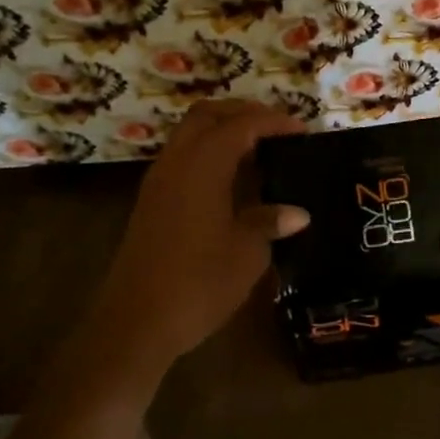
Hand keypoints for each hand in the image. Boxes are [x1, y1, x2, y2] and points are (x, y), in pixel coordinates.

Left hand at [92, 99, 309, 371]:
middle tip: (277, 130)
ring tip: (260, 153)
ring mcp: (158, 183)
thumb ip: (269, 222)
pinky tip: (234, 183)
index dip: (274, 122)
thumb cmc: (198, 284)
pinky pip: (183, 160)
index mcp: (202, 166)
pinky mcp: (152, 204)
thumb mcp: (247, 253)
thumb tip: (297, 213)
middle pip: (206, 116)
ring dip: (223, 133)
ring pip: (190, 136)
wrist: (136, 324)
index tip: (303, 131)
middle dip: (243, 114)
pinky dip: (210, 155)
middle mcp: (176, 163)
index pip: (240, 126)